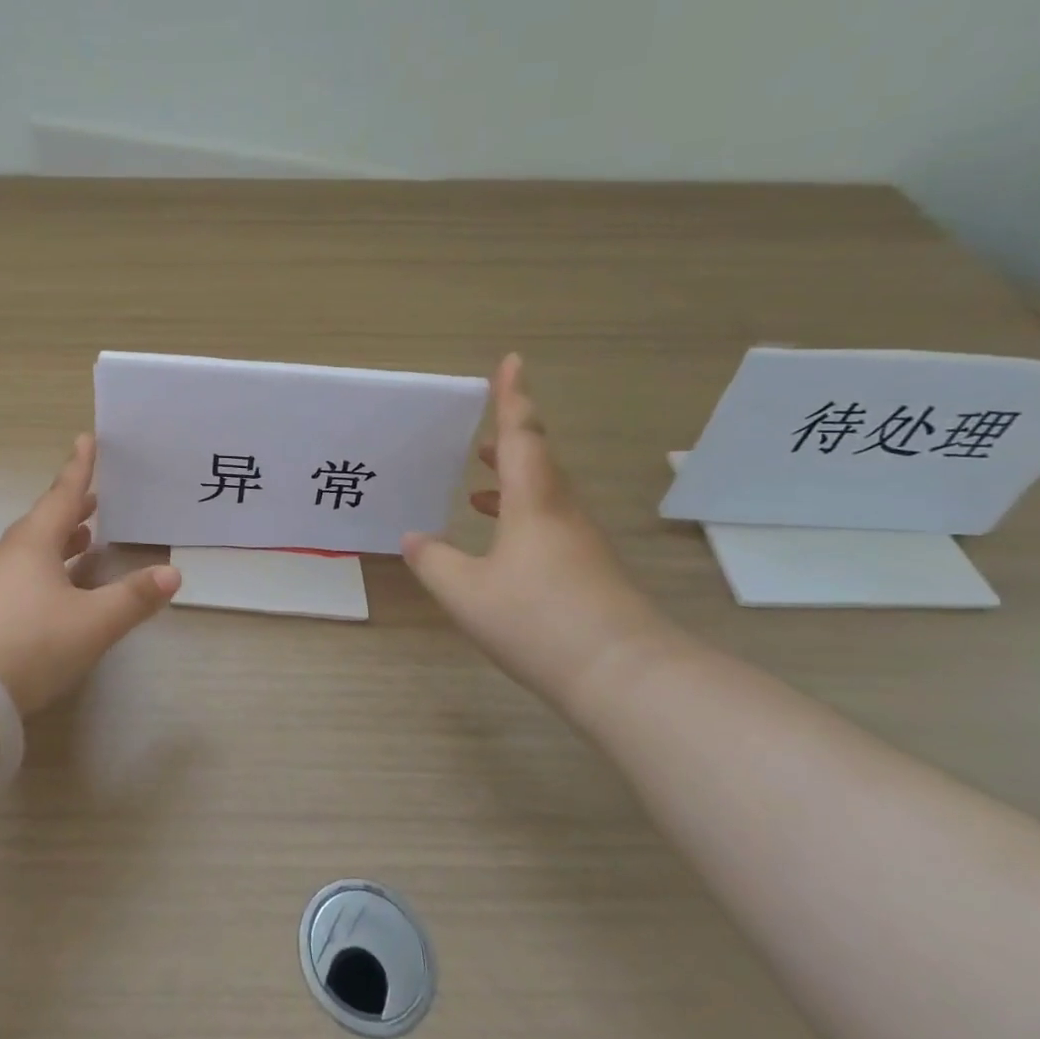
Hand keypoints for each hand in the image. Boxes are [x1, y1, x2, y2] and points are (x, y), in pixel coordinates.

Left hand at [0, 434, 180, 717]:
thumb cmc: (31, 642)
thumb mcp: (93, 623)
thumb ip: (133, 598)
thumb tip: (172, 574)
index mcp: (34, 543)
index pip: (63, 496)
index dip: (79, 469)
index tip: (85, 440)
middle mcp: (11, 555)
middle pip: (45, 522)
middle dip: (72, 509)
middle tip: (95, 498)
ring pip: (33, 550)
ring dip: (60, 540)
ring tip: (85, 538)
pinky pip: (24, 574)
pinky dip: (47, 569)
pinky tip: (59, 588)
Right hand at [402, 354, 675, 709]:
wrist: (625, 676)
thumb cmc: (538, 620)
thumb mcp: (466, 592)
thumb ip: (434, 561)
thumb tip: (414, 538)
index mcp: (534, 502)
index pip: (520, 436)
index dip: (512, 398)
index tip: (512, 362)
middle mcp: (562, 513)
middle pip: (537, 462)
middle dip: (507, 443)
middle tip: (477, 438)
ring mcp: (581, 544)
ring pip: (544, 496)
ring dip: (510, 484)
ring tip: (476, 491)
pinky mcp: (589, 572)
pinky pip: (549, 526)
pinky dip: (520, 519)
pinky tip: (499, 547)